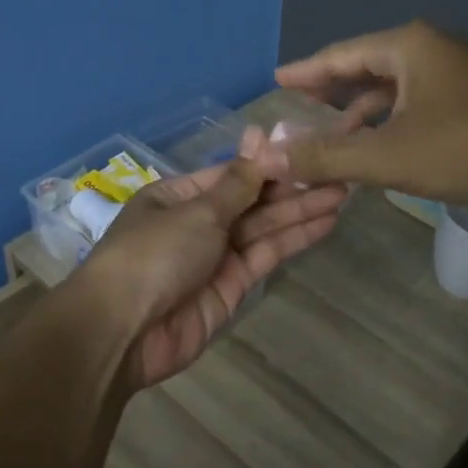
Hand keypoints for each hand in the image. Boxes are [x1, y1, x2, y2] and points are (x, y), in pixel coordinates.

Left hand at [76, 160, 345, 388]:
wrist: (124, 331)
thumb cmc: (154, 254)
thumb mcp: (197, 211)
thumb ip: (239, 182)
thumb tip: (259, 136)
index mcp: (178, 196)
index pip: (232, 173)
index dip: (270, 163)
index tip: (309, 150)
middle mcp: (198, 222)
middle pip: (251, 200)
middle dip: (292, 187)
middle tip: (339, 171)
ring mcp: (216, 255)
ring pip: (264, 227)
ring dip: (300, 210)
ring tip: (343, 191)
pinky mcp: (232, 287)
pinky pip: (266, 255)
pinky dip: (293, 239)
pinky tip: (325, 223)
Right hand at [258, 20, 467, 211]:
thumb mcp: (388, 156)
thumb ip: (326, 155)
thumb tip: (269, 155)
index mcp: (410, 47)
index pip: (341, 54)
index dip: (306, 70)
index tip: (278, 80)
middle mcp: (435, 49)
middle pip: (368, 66)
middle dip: (333, 90)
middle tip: (300, 105)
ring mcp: (463, 72)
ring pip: (397, 87)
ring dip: (364, 111)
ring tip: (336, 135)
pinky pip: (420, 102)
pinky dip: (394, 121)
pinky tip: (386, 146)